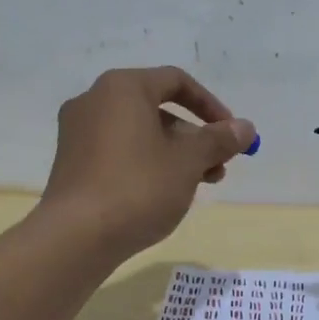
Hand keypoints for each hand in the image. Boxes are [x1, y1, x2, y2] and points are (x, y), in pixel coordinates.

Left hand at [41, 66, 256, 260]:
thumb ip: (219, 140)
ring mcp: (78, 132)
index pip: (177, 82)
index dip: (210, 105)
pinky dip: (147, 164)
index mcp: (122, 88)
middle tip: (218, 166)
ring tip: (199, 185)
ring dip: (175, 154)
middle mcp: (95, 101)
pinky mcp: (72, 163)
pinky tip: (165, 194)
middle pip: (158, 109)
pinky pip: (119, 151)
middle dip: (195, 137)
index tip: (231, 133)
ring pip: (140, 133)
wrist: (76, 237)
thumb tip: (245, 127)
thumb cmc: (139, 187)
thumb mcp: (189, 162)